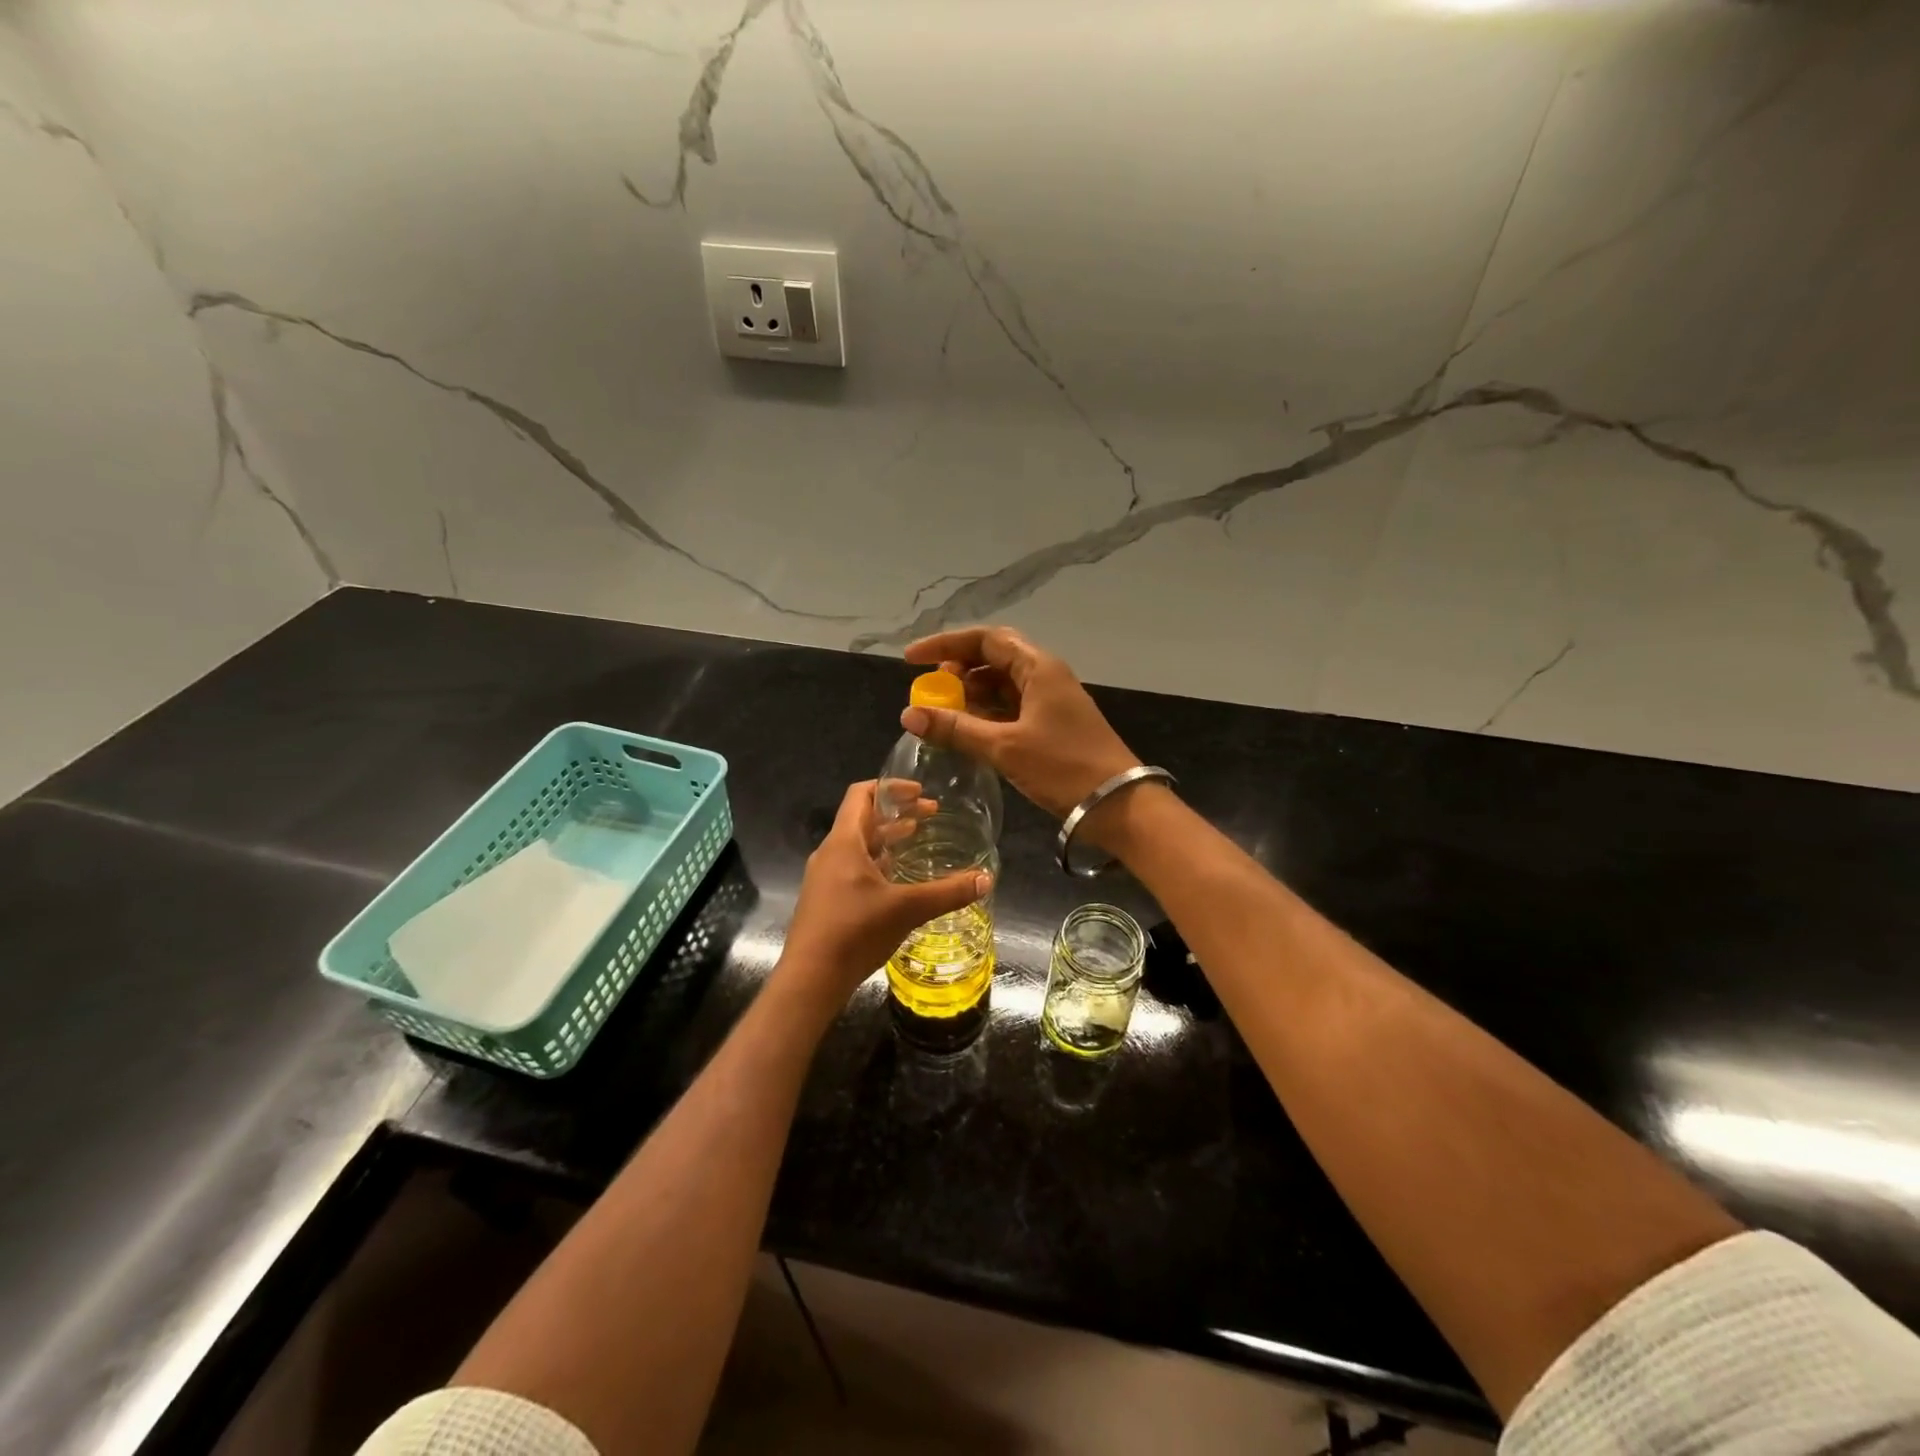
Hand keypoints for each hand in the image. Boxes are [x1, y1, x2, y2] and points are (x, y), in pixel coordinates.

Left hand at [779, 781, 991, 1005]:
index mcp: (844, 842)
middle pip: (862, 818)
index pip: (861, 794)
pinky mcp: (826, 900)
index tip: (920, 792)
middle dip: (896, 813)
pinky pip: (853, 867)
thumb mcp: (907, 909)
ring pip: (858, 845)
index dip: (891, 787)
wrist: (810, 979)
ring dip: (887, 838)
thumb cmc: (855, 932)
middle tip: (930, 815)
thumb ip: (948, 893)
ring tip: (917, 840)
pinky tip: (898, 880)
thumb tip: (986, 879)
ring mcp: (825, 877)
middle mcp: (830, 853)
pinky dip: (877, 862)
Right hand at [900, 626, 1140, 819]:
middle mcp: (1045, 675)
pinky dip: (987, 713)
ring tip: (943, 711)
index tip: (911, 660)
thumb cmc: (1063, 767)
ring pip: (1002, 684)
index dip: (945, 645)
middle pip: (994, 657)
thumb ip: (956, 729)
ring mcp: (1050, 700)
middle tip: (930, 687)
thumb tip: (909, 714)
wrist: (1117, 804)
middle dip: (958, 669)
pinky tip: (967, 730)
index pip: (985, 639)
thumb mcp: (1004, 747)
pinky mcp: (1052, 724)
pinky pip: (1012, 707)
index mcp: (1038, 667)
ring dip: (972, 693)